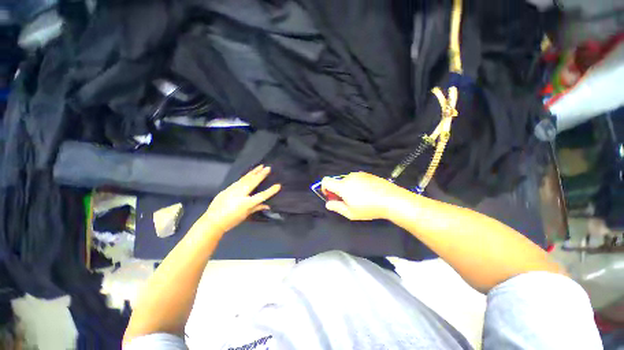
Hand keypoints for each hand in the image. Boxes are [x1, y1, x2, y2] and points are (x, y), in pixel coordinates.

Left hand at [203, 165, 280, 232]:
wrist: (213, 221)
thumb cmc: (231, 220)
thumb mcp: (246, 215)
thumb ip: (257, 208)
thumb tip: (268, 205)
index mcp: (246, 203)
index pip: (261, 196)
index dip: (271, 191)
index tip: (278, 185)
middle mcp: (240, 194)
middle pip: (253, 182)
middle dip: (261, 174)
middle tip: (268, 167)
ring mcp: (233, 190)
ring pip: (245, 179)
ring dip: (253, 172)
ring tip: (260, 166)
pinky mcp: (227, 188)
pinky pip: (239, 181)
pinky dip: (245, 176)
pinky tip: (249, 173)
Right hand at [321, 172, 403, 220]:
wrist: (391, 199)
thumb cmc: (369, 208)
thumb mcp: (351, 213)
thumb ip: (336, 207)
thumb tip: (328, 204)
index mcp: (342, 186)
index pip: (326, 180)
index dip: (324, 188)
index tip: (331, 196)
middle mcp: (349, 177)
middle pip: (337, 182)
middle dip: (338, 190)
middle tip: (348, 201)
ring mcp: (359, 174)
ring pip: (347, 180)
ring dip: (348, 188)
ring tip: (360, 197)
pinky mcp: (368, 174)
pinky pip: (357, 178)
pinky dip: (357, 184)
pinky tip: (367, 193)